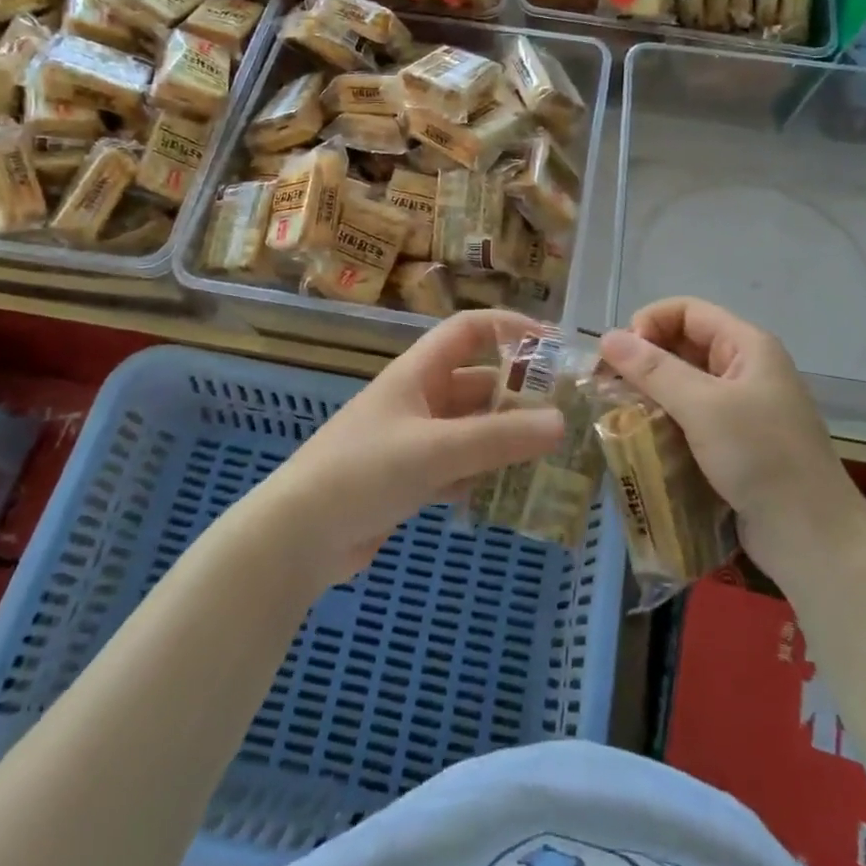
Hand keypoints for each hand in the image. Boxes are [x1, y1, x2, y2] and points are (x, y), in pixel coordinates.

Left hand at [254, 309, 563, 588]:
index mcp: (418, 372)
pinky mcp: (410, 478)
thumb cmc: (364, 472)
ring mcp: (414, 439)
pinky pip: (460, 465)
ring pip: (472, 428)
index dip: (510, 328)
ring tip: (552, 454)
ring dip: (506, 437)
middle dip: (519, 394)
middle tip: (567, 413)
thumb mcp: (436, 449)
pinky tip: (512, 492)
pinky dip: (484, 473)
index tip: (554, 346)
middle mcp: (419, 398)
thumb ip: (499, 437)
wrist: (298, 537)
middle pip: (478, 382)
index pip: (469, 330)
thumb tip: (561, 422)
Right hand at [599, 298, 865, 583]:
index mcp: (748, 346)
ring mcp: (741, 407)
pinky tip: (640, 437)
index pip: (688, 311)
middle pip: (684, 344)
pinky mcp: (734, 443)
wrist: (812, 538)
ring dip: (651, 393)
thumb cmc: (761, 457)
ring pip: (684, 383)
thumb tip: (607, 337)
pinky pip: (690, 417)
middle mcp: (745, 369)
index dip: (650, 322)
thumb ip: (654, 369)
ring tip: (618, 411)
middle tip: (608, 384)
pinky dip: (664, 420)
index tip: (620, 354)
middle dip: (645, 359)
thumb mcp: (703, 407)